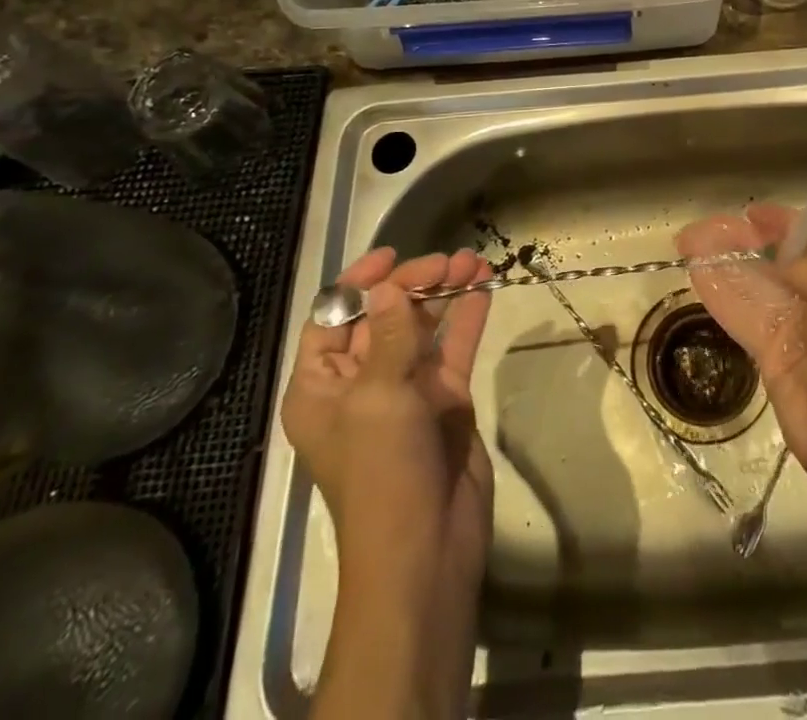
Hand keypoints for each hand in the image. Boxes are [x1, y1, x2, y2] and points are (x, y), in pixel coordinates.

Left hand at [280, 246, 492, 627]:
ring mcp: (406, 390)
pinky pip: (454, 347)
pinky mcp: (444, 399)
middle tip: (448, 261)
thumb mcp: (378, 398)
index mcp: (322, 386)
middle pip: (384, 315)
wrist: (426, 551)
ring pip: (423, 326)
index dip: (358, 283)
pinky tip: (484, 288)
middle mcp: (361, 382)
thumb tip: (390, 287)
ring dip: (445, 292)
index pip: (332, 318)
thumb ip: (388, 336)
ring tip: (474, 261)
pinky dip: (467, 316)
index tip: (392, 256)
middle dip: (414, 283)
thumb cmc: (382, 473)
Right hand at [676, 204, 806, 504]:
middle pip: (784, 259)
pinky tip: (697, 274)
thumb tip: (781, 240)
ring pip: (759, 285)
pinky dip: (723, 296)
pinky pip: (747, 317)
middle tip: (705, 228)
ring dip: (726, 263)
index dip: (786, 223)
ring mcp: (803, 327)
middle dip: (746, 241)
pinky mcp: (776, 354)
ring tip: (689, 242)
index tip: (751, 214)